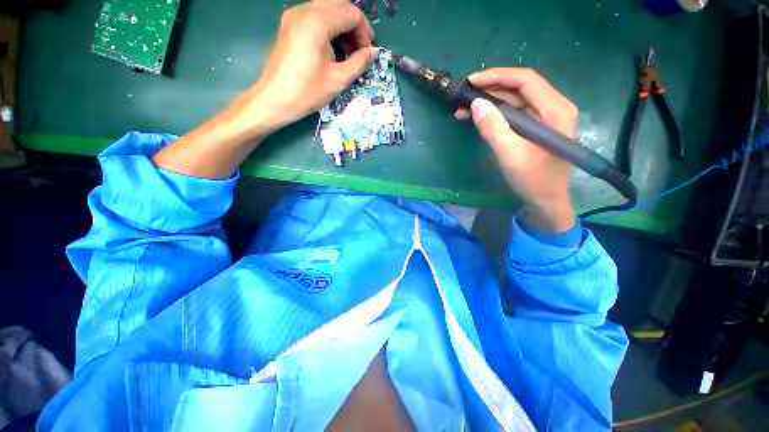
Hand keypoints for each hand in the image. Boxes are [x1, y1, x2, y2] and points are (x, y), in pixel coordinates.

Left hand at [153, 0, 375, 179]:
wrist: (267, 105)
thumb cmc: (301, 96)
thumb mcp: (337, 81)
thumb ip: (358, 63)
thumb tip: (373, 54)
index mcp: (315, 19)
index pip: (351, 10)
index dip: (365, 30)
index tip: (369, 54)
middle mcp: (301, 10)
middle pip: (340, 7)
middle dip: (355, 31)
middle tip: (360, 59)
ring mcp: (292, 19)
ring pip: (328, 14)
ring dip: (343, 35)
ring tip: (346, 62)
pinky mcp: (288, 30)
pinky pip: (317, 24)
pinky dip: (330, 37)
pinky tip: (330, 58)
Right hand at [455, 68, 578, 232]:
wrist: (545, 200)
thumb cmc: (532, 179)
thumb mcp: (510, 155)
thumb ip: (493, 128)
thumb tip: (476, 103)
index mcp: (555, 110)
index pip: (525, 80)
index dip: (497, 76)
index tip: (471, 81)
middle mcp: (553, 107)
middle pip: (520, 88)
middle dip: (490, 89)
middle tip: (464, 96)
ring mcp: (545, 117)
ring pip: (514, 100)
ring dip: (489, 102)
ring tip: (464, 109)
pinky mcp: (536, 127)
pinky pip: (514, 113)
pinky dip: (495, 114)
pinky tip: (478, 118)